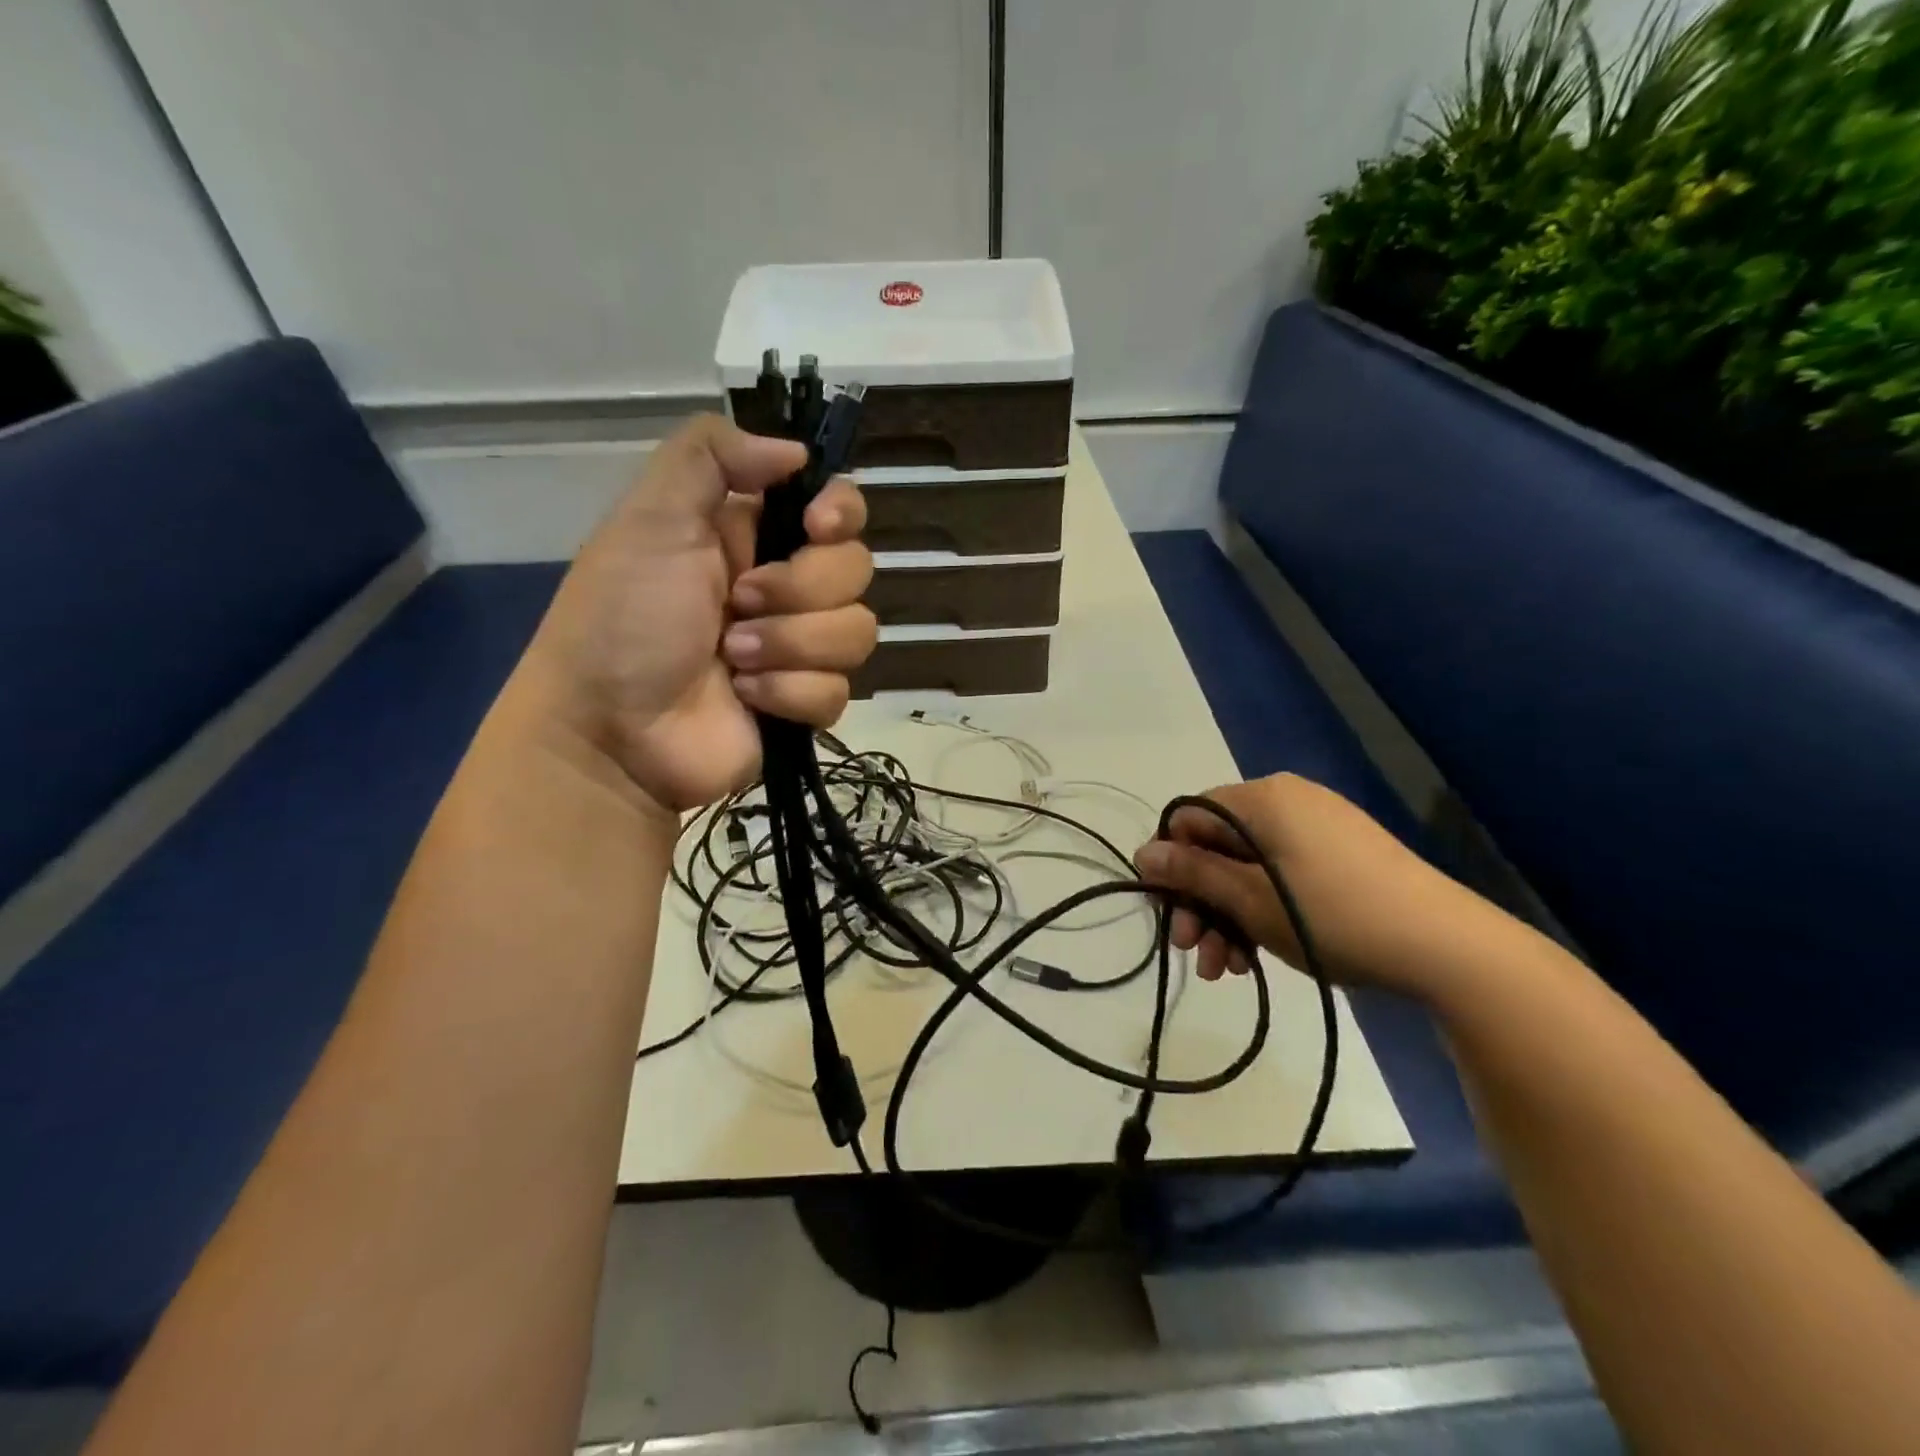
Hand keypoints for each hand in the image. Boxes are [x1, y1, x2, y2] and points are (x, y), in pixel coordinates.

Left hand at [516, 415, 874, 812]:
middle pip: (855, 569)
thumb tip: (796, 452)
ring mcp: (797, 649)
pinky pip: (838, 691)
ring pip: (856, 632)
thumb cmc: (624, 618)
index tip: (817, 527)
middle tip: (739, 604)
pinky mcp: (803, 704)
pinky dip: (788, 693)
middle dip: (799, 590)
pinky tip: (745, 699)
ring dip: (790, 645)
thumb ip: (710, 456)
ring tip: (733, 659)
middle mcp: (783, 587)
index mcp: (751, 535)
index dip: (841, 513)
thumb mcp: (650, 518)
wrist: (611, 731)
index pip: (836, 508)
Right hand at [1133, 773, 1460, 993]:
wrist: (1447, 948)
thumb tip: (1142, 853)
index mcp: (1262, 798)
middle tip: (1193, 951)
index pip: (1189, 817)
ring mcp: (1317, 830)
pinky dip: (1261, 912)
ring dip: (1227, 916)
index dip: (1171, 864)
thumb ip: (1192, 873)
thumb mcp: (1249, 899)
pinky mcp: (1340, 858)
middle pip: (1218, 846)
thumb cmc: (1332, 916)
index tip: (1167, 913)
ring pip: (1248, 868)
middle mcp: (1287, 802)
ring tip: (1226, 970)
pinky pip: (1280, 876)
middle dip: (1200, 901)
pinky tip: (1256, 957)